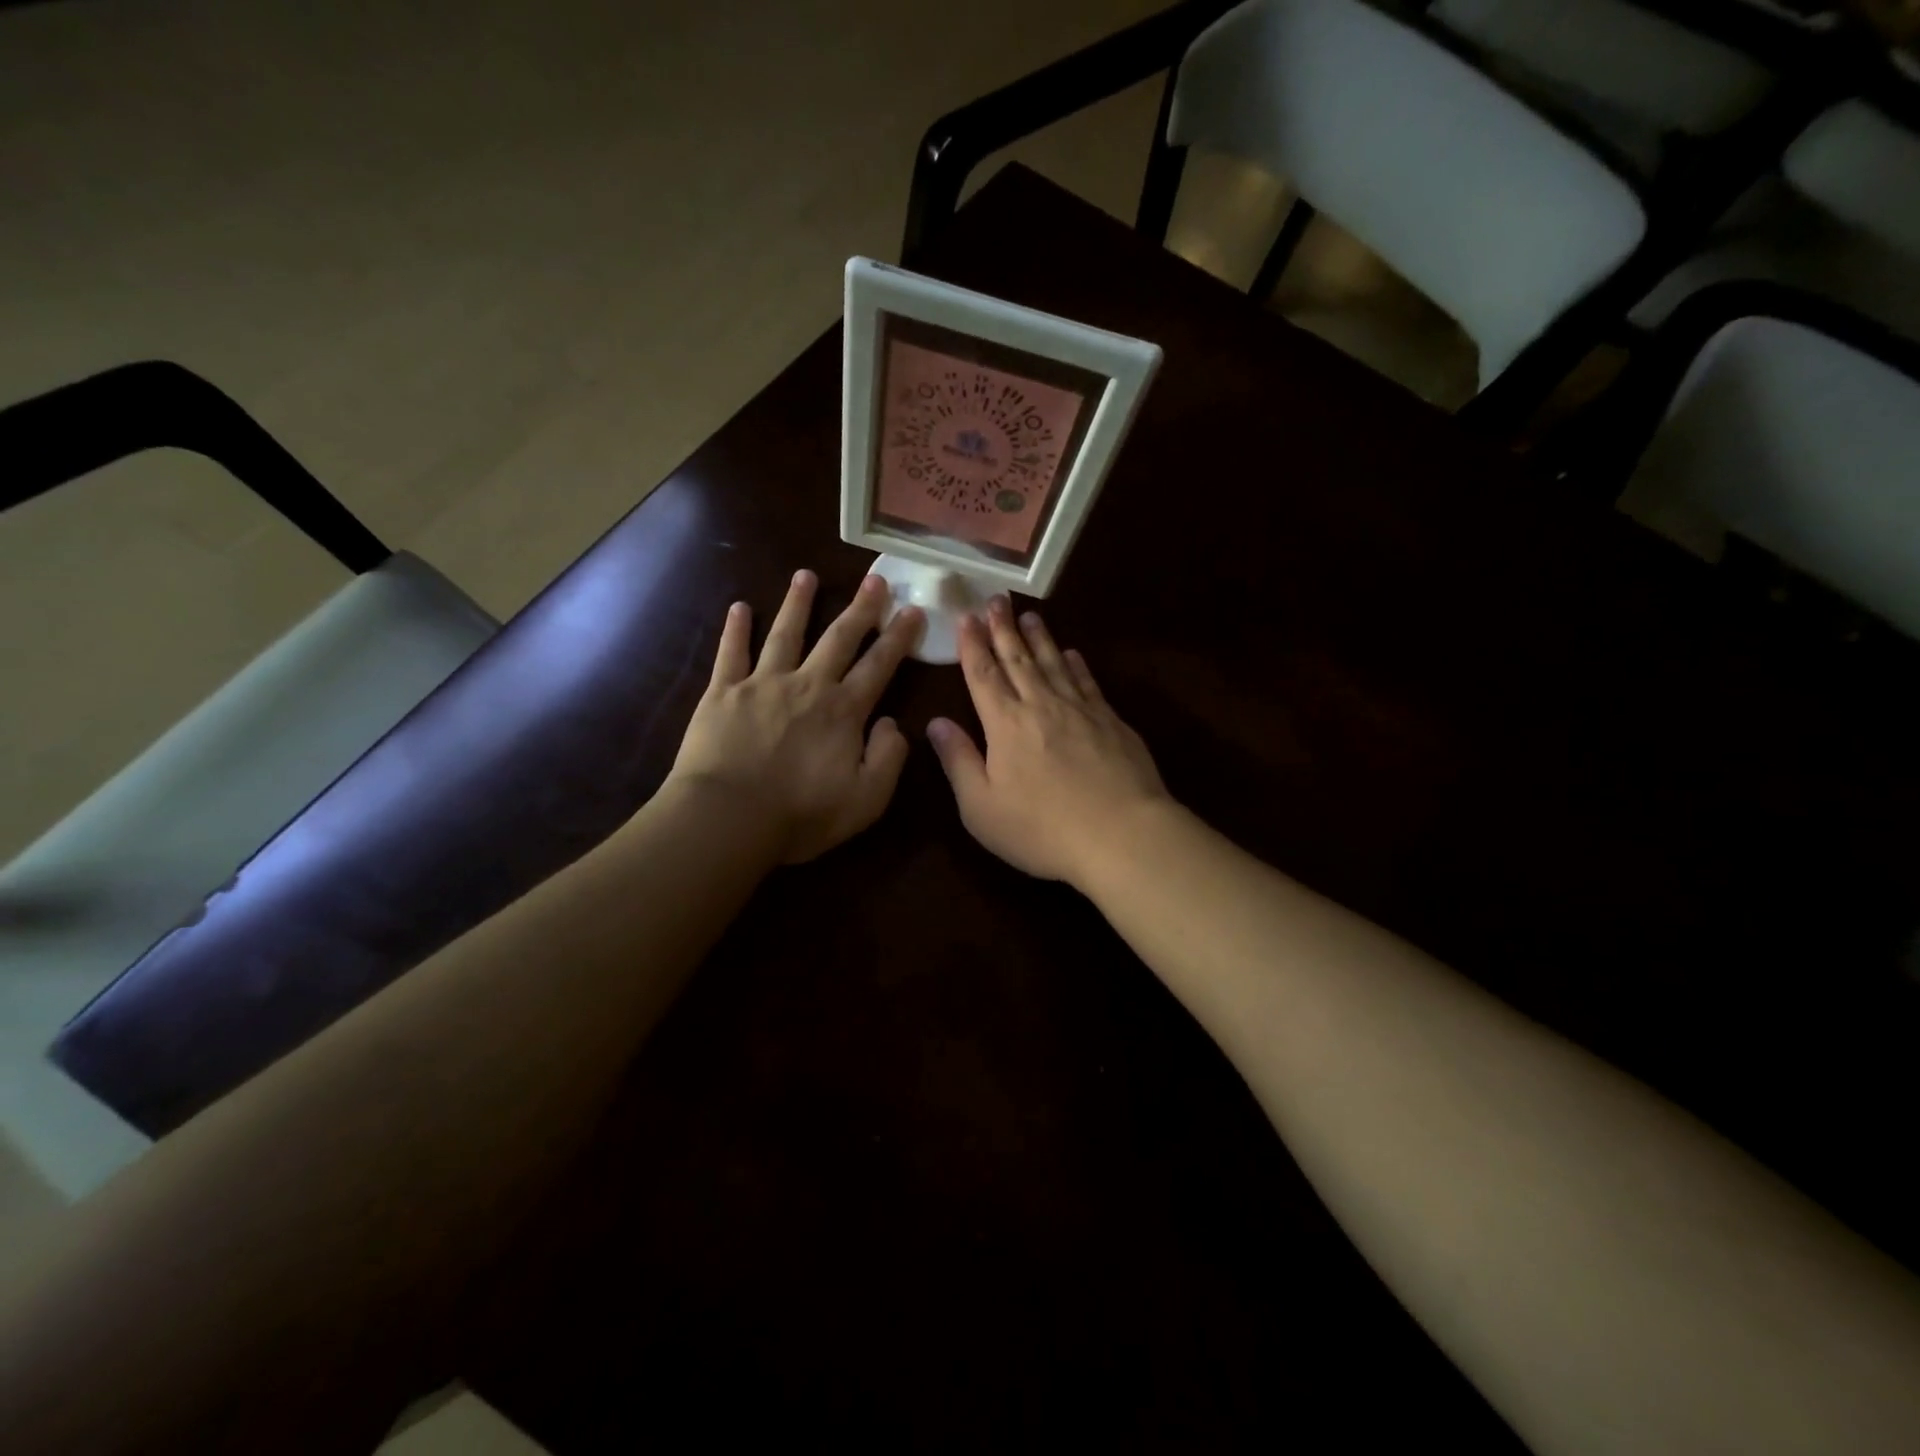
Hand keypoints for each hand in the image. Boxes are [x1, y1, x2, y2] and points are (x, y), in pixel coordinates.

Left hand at [668, 570, 922, 863]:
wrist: (728, 818)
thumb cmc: (801, 815)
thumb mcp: (866, 799)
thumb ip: (888, 758)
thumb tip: (893, 723)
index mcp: (844, 710)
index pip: (879, 665)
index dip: (899, 637)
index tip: (913, 610)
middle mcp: (807, 685)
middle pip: (839, 639)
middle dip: (860, 609)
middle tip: (875, 579)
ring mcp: (762, 684)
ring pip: (785, 634)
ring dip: (798, 603)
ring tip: (805, 575)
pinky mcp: (723, 693)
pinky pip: (731, 653)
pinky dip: (735, 629)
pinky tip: (739, 607)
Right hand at [927, 597, 1169, 889]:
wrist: (1121, 834)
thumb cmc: (1041, 828)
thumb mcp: (981, 807)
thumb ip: (958, 761)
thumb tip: (936, 723)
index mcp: (1005, 723)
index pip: (983, 674)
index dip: (972, 645)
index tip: (966, 617)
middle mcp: (1040, 705)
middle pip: (1018, 658)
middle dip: (1003, 628)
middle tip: (995, 599)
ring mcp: (1080, 709)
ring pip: (1053, 662)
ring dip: (1039, 637)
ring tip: (1029, 615)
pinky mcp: (1111, 721)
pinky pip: (1087, 681)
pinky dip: (1076, 664)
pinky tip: (1072, 654)